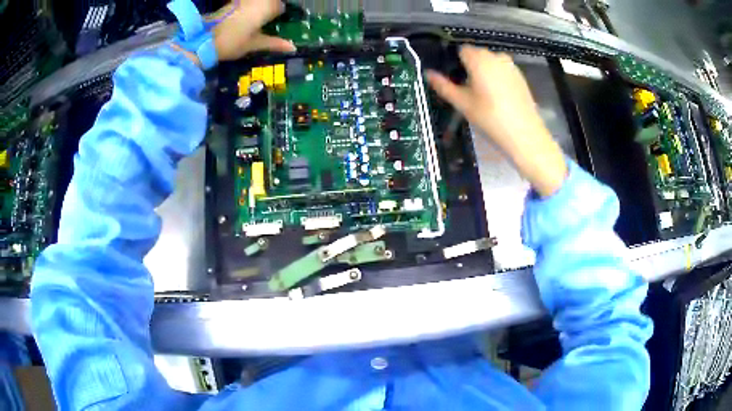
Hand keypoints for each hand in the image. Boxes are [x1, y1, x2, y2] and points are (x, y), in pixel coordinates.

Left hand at [210, 0, 295, 61]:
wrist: (203, 40)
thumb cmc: (232, 42)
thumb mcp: (254, 44)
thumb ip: (274, 43)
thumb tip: (293, 47)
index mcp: (267, 7)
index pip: (280, 7)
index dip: (278, 15)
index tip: (275, 24)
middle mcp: (258, 0)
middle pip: (270, 1)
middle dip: (269, 9)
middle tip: (265, 23)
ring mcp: (244, 0)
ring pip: (258, 1)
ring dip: (259, 8)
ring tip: (254, 22)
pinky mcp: (232, 2)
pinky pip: (246, 2)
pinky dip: (248, 7)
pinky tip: (244, 18)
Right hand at [426, 45, 566, 196]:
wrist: (525, 135)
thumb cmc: (490, 118)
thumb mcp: (463, 104)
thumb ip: (443, 86)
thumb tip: (428, 74)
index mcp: (479, 59)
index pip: (461, 50)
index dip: (455, 63)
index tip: (454, 79)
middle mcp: (495, 57)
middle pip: (476, 54)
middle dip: (470, 67)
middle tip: (468, 90)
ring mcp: (510, 66)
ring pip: (490, 63)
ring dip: (484, 72)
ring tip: (484, 96)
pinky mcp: (520, 76)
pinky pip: (502, 71)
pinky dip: (497, 78)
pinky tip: (498, 98)